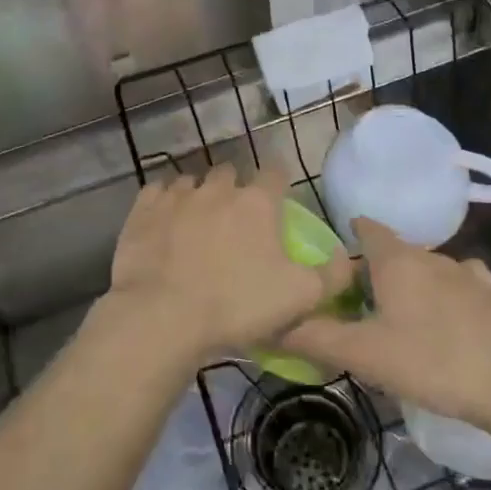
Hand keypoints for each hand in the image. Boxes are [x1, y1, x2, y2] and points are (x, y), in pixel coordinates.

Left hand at [97, 165, 354, 369]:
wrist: (163, 316)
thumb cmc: (237, 305)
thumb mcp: (301, 297)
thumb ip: (332, 275)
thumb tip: (347, 258)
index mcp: (257, 203)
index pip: (275, 173)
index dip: (278, 184)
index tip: (277, 201)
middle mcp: (218, 189)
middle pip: (230, 173)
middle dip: (235, 188)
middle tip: (234, 219)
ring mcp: (177, 196)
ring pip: (192, 181)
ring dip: (198, 195)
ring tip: (196, 223)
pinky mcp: (143, 210)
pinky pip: (156, 192)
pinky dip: (163, 202)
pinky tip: (164, 222)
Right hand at [283, 218, 490, 431]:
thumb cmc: (432, 363)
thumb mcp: (364, 355)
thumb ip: (315, 337)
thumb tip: (271, 325)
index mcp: (397, 261)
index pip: (366, 228)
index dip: (347, 236)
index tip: (332, 258)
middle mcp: (432, 256)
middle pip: (395, 252)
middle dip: (374, 270)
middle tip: (357, 304)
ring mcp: (468, 274)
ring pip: (428, 269)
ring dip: (411, 284)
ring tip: (399, 317)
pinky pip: (461, 285)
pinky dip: (446, 296)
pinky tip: (448, 319)